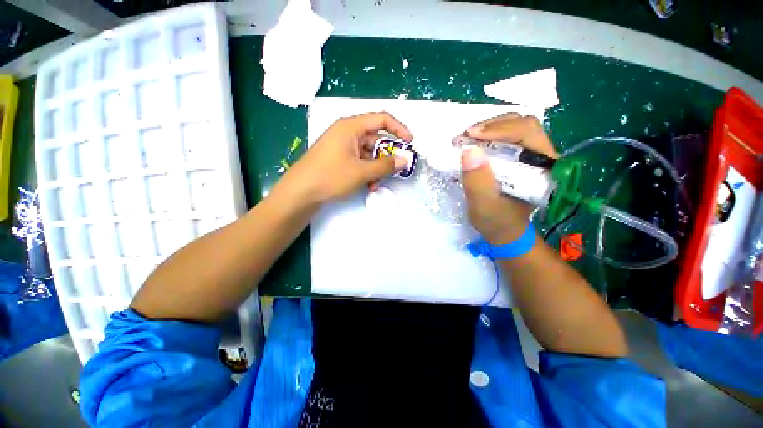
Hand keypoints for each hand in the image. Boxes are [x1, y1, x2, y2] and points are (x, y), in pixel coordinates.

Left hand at [278, 112, 412, 204]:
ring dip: (376, 168)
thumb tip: (404, 160)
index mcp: (351, 127)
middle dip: (387, 155)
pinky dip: (366, 171)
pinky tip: (368, 185)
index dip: (399, 129)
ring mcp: (342, 146)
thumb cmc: (331, 176)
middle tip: (396, 169)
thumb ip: (385, 165)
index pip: (381, 119)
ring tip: (377, 184)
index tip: (410, 143)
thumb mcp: (362, 172)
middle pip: (375, 138)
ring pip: (368, 153)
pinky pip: (359, 161)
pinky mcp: (338, 158)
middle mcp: (347, 133)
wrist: (300, 192)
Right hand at [460, 114, 557, 244]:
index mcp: (542, 167)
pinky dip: (487, 137)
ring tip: (466, 140)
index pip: (527, 132)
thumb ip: (478, 182)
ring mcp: (531, 155)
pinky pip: (505, 138)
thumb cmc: (496, 222)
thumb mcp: (483, 206)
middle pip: (521, 124)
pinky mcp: (519, 158)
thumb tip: (469, 151)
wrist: (504, 231)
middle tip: (465, 136)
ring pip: (513, 128)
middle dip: (491, 126)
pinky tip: (473, 145)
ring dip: (487, 130)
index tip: (470, 135)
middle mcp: (541, 156)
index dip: (498, 128)